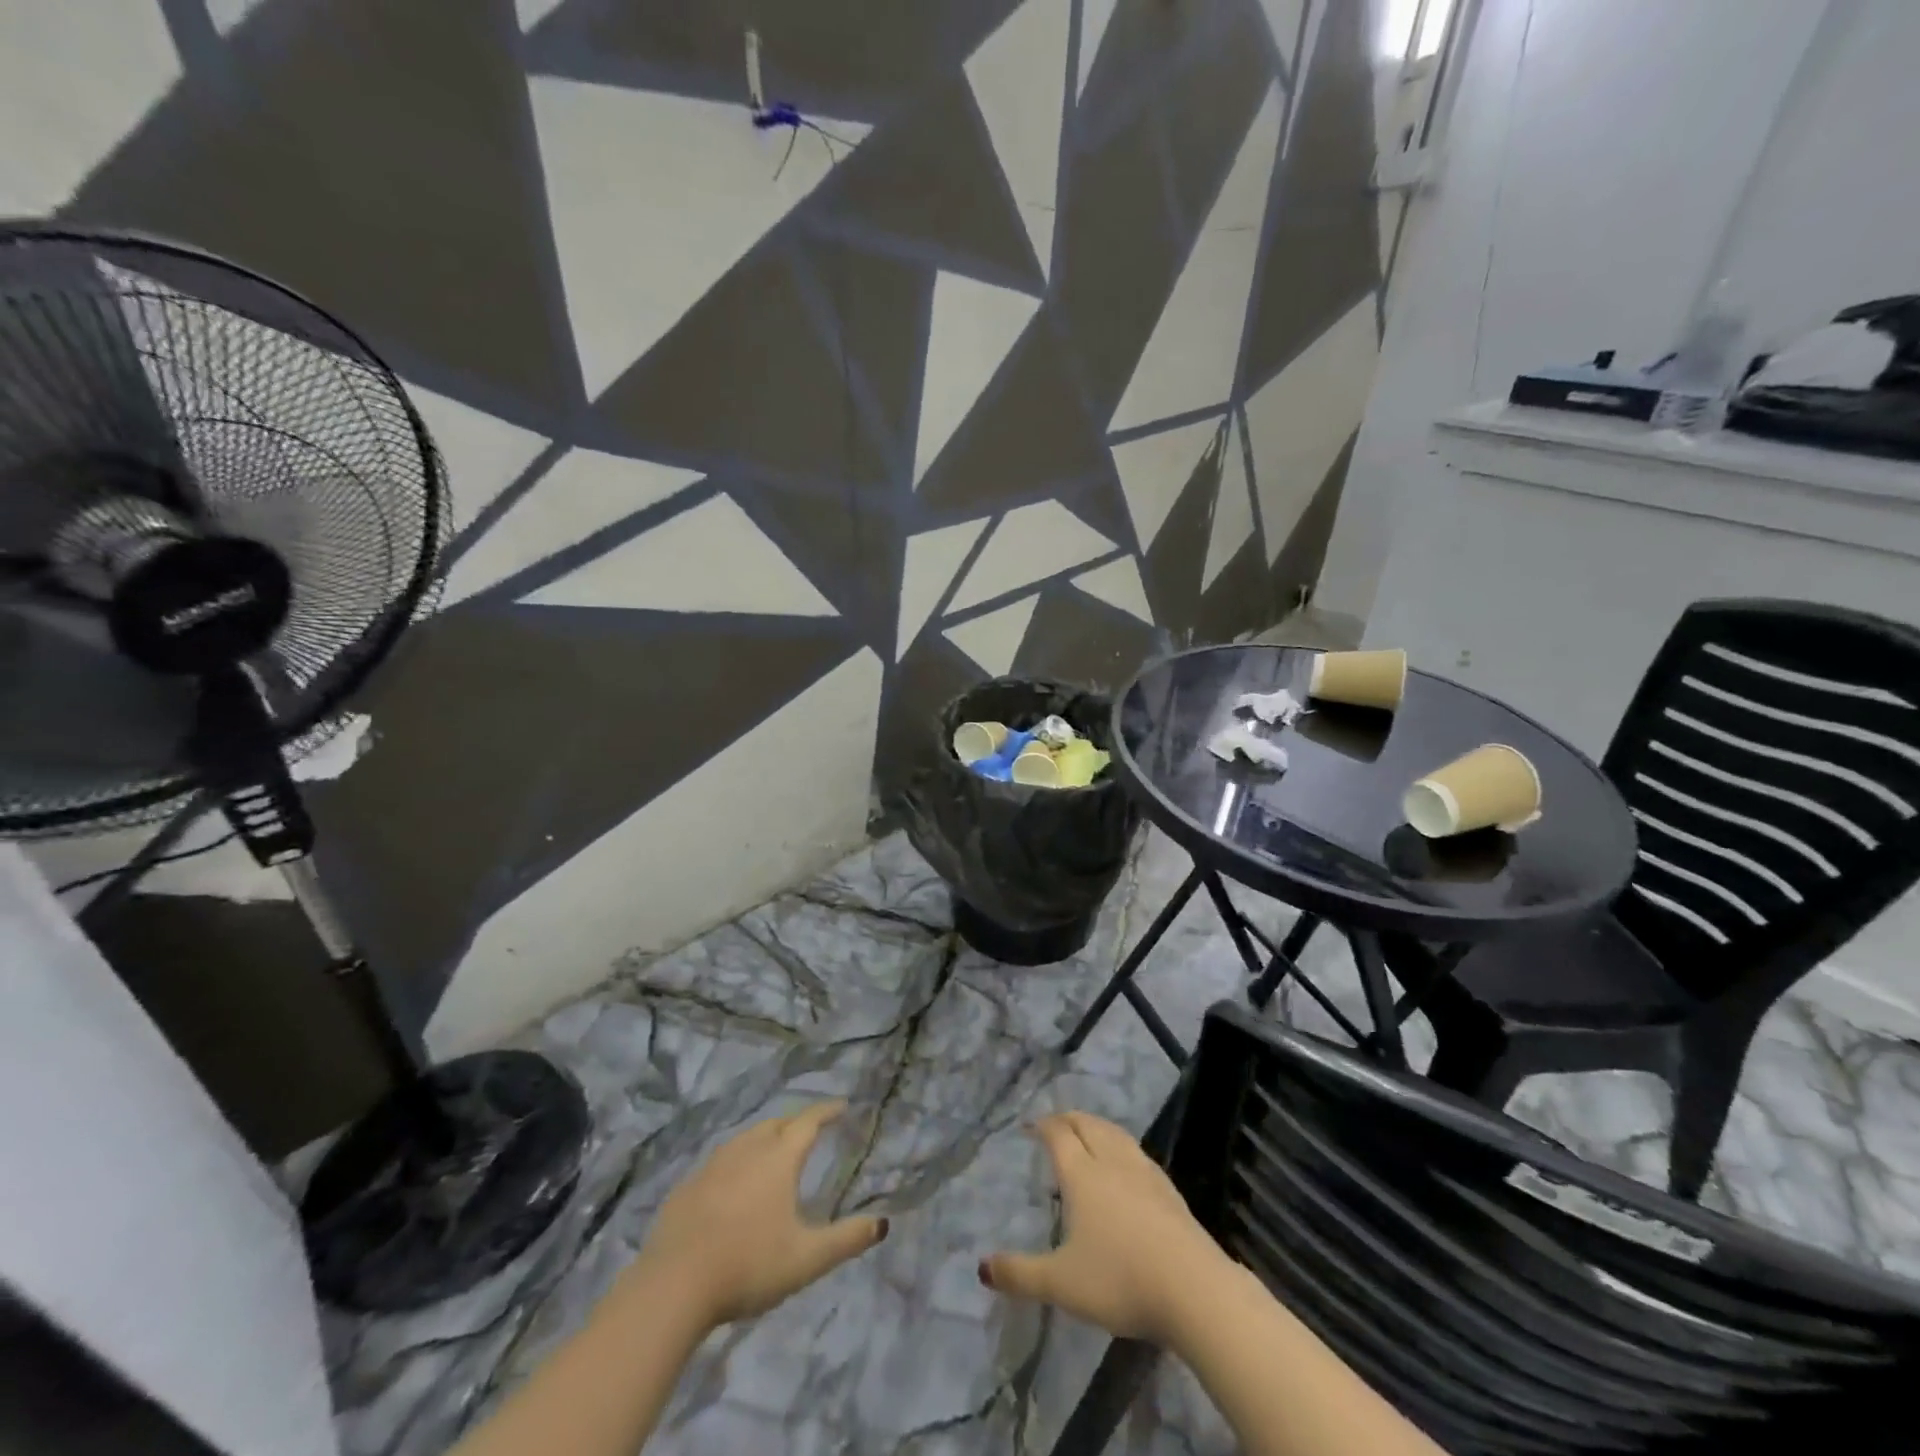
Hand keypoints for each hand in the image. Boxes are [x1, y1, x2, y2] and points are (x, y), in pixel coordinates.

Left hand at [626, 1101, 886, 1329]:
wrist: (673, 1286)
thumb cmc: (748, 1266)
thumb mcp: (806, 1258)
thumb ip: (846, 1239)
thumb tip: (882, 1223)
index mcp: (779, 1160)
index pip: (808, 1123)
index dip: (826, 1112)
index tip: (841, 1106)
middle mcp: (746, 1151)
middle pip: (776, 1124)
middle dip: (795, 1123)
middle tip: (809, 1131)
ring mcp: (712, 1166)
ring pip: (745, 1139)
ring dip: (764, 1138)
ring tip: (773, 1150)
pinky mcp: (686, 1187)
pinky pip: (719, 1162)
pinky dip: (735, 1161)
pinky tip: (732, 1182)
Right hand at [980, 1112, 1234, 1344]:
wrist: (1194, 1289)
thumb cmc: (1120, 1280)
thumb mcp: (1061, 1284)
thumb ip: (1020, 1275)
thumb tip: (981, 1267)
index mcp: (1082, 1174)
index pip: (1058, 1134)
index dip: (1042, 1125)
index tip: (1030, 1125)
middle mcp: (1112, 1162)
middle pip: (1087, 1124)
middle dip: (1068, 1119)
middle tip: (1055, 1124)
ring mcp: (1144, 1173)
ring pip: (1115, 1134)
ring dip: (1096, 1127)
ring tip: (1088, 1135)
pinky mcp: (1169, 1190)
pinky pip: (1137, 1153)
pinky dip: (1121, 1147)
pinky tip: (1126, 1167)